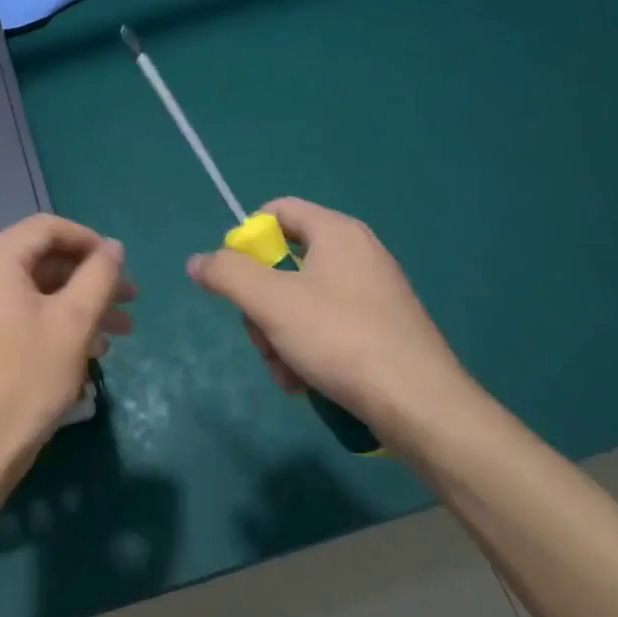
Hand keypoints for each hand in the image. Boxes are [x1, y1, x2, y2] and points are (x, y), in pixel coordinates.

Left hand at [0, 214, 133, 500]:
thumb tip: (114, 247)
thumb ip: (99, 276)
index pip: (47, 228)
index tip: (122, 266)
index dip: (90, 241)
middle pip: (41, 258)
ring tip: (118, 333)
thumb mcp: (73, 323)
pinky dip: (53, 321)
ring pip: (34, 289)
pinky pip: (18, 311)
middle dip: (89, 278)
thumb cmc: (26, 380)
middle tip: (130, 302)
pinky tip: (88, 349)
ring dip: (78, 304)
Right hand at [186, 197, 478, 452]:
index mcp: (337, 232)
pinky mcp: (382, 328)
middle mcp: (358, 253)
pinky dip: (307, 350)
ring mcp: (373, 292)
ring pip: (301, 301)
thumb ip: (228, 274)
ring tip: (285, 373)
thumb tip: (197, 261)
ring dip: (279, 335)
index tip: (234, 278)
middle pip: (285, 262)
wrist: (420, 405)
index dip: (246, 239)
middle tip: (261, 337)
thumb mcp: (271, 303)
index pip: (276, 211)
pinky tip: (304, 382)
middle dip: (261, 304)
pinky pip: (327, 325)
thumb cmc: (341, 339)